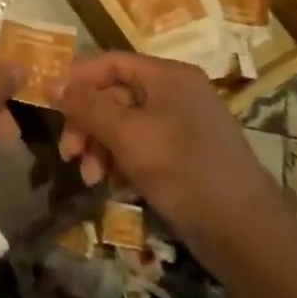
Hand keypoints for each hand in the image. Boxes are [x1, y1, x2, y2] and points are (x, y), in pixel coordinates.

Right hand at [55, 51, 288, 268]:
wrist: (247, 235)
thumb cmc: (184, 172)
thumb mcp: (128, 135)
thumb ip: (86, 106)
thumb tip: (50, 83)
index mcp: (168, 76)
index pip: (109, 62)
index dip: (76, 80)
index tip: (49, 107)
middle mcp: (176, 93)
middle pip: (114, 95)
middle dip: (87, 124)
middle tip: (67, 155)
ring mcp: (182, 125)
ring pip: (124, 124)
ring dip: (100, 147)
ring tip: (90, 178)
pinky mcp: (185, 156)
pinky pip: (141, 146)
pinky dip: (121, 161)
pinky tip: (113, 185)